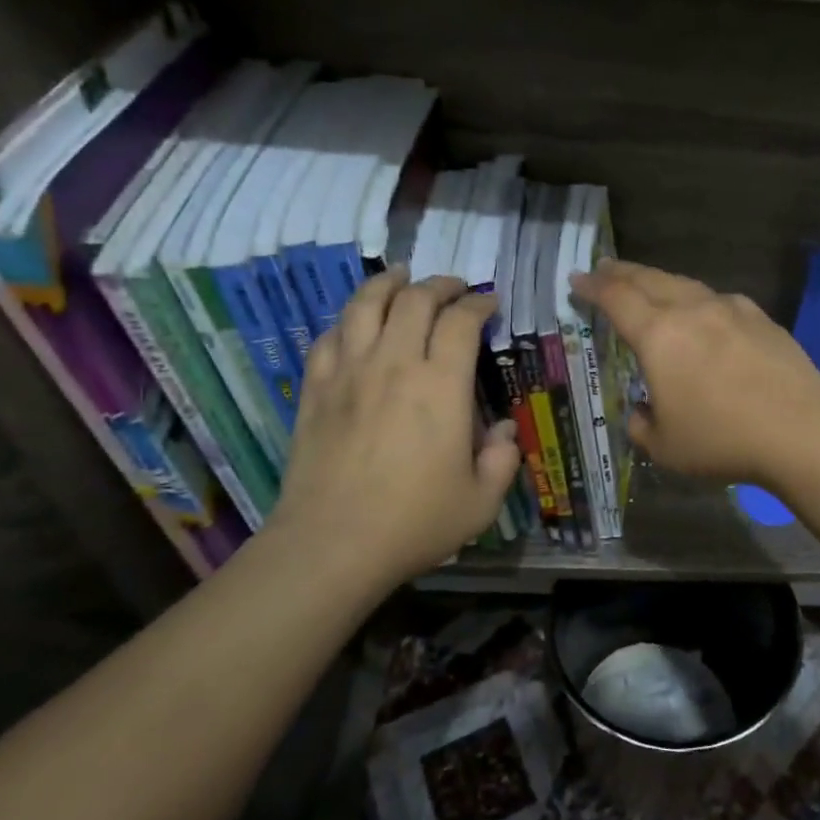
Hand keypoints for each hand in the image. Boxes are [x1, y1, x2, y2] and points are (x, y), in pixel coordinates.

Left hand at [266, 268, 521, 590]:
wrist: (332, 544)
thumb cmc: (415, 522)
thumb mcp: (482, 502)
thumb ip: (502, 460)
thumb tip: (503, 430)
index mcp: (442, 386)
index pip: (461, 321)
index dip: (478, 304)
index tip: (489, 303)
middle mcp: (395, 365)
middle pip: (414, 300)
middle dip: (440, 285)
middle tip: (454, 288)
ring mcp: (349, 373)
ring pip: (365, 305)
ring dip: (388, 283)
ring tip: (401, 276)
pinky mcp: (316, 390)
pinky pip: (329, 337)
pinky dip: (348, 320)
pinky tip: (356, 323)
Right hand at [570, 260, 819, 487]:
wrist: (801, 430)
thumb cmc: (723, 439)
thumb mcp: (665, 447)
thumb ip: (641, 425)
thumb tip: (640, 412)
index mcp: (659, 335)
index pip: (616, 299)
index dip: (593, 287)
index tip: (578, 280)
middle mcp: (692, 310)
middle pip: (650, 280)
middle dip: (622, 273)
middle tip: (605, 269)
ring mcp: (731, 309)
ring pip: (686, 285)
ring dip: (660, 282)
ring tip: (649, 285)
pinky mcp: (761, 319)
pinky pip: (718, 300)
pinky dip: (698, 300)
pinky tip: (703, 313)